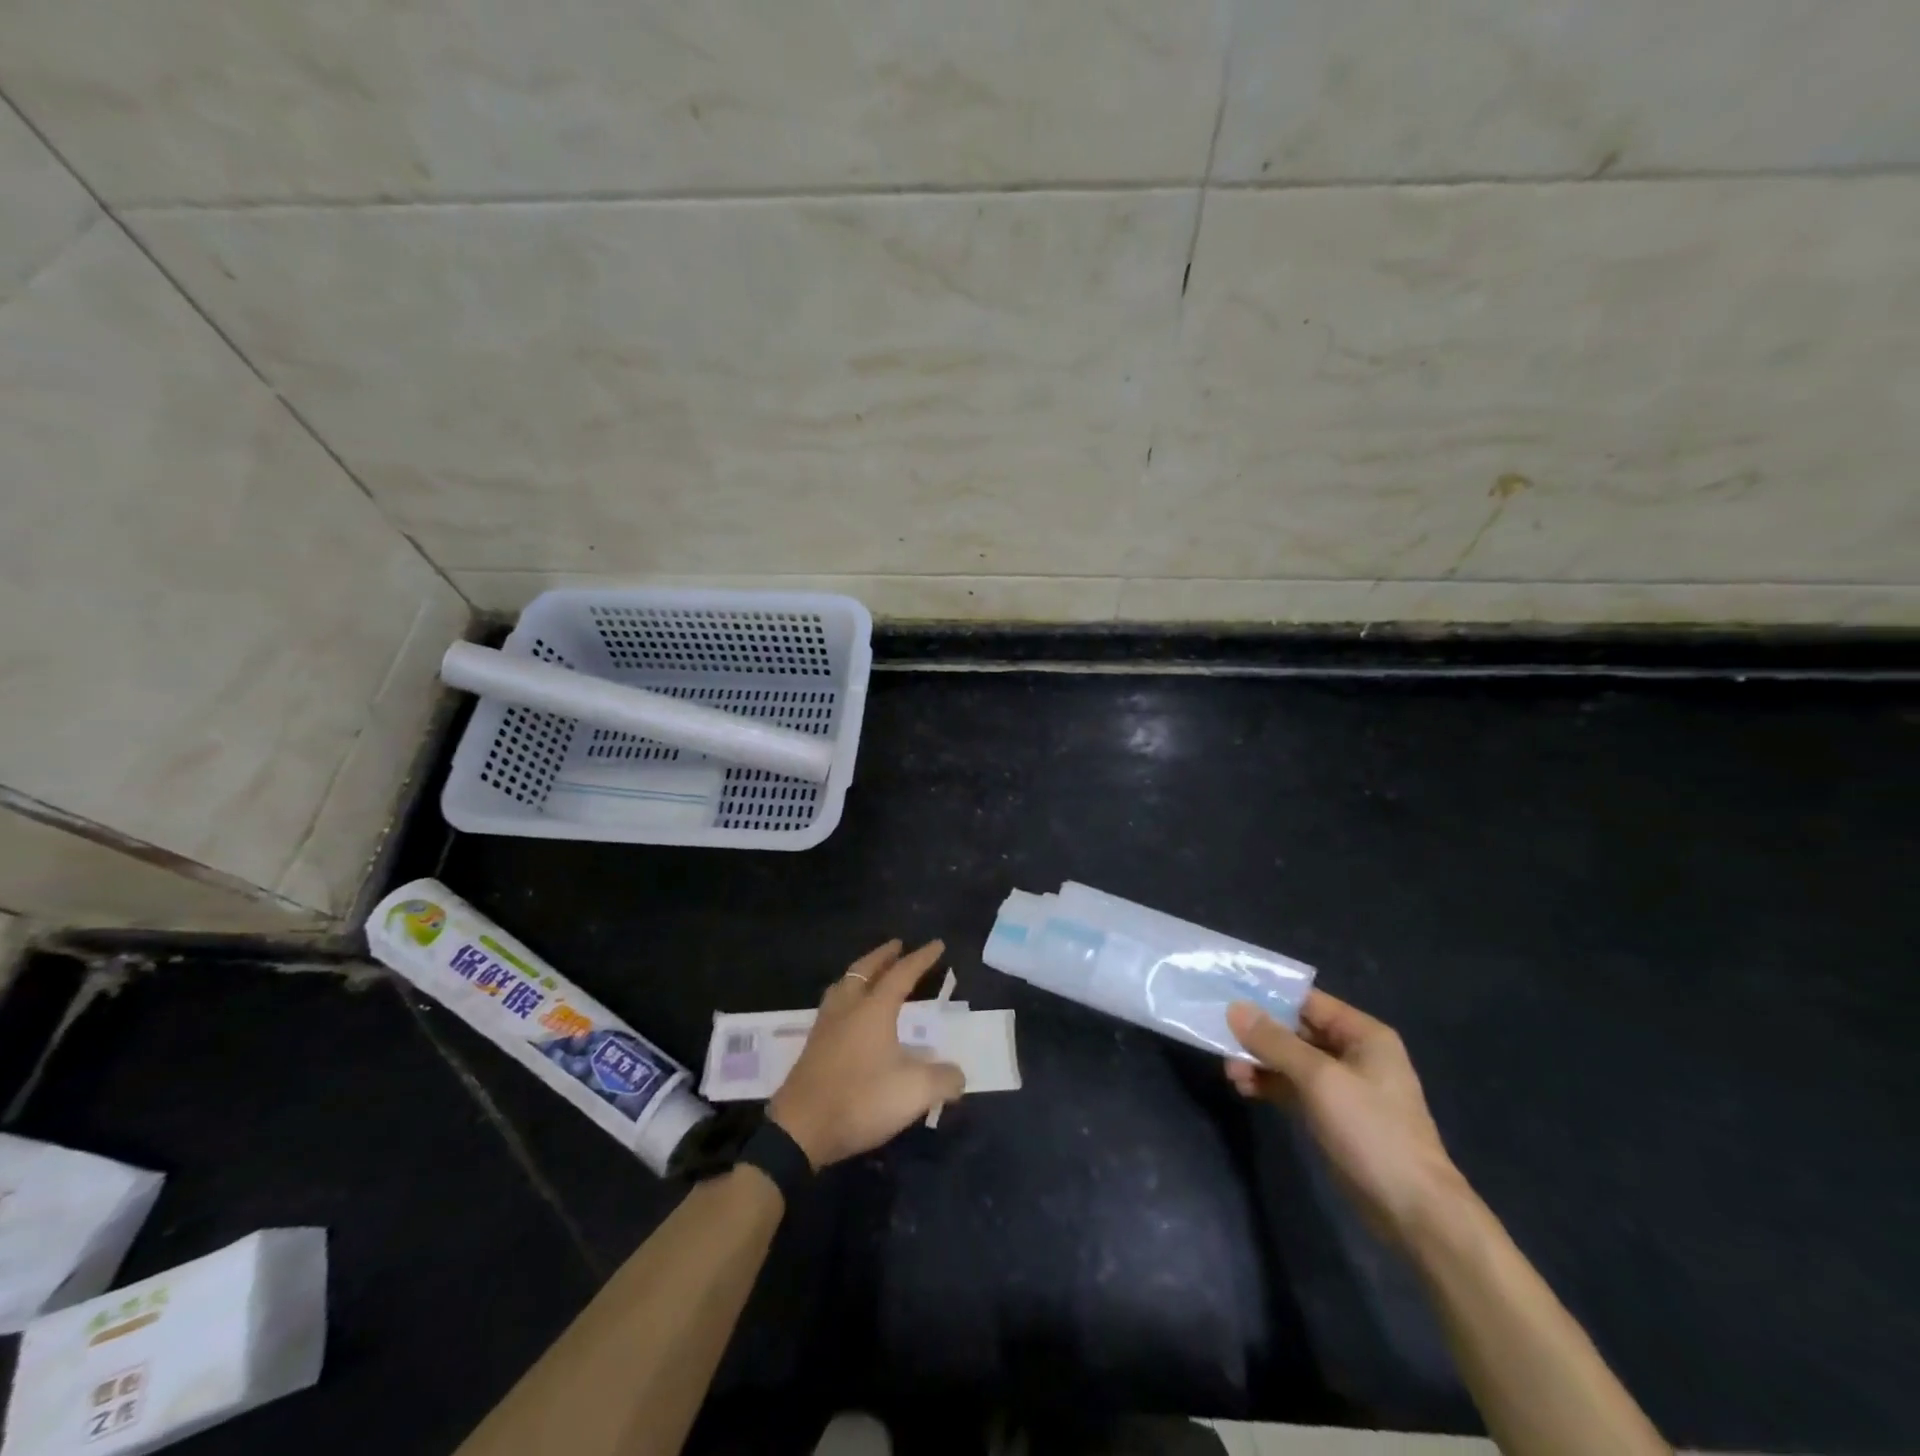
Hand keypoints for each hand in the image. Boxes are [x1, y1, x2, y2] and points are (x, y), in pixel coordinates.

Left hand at [769, 939, 965, 1167]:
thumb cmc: (861, 1100)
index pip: (902, 974)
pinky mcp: (813, 1047)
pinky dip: (847, 995)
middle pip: (865, 970)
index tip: (937, 944)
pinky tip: (851, 1013)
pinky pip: (833, 1004)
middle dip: (884, 955)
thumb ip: (943, 1080)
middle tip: (897, 945)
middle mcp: (848, 1008)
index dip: (921, 958)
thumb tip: (958, 1075)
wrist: (800, 1130)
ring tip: (871, 972)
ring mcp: (826, 1026)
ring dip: (861, 972)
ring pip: (844, 985)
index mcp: (874, 1009)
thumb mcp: (914, 1093)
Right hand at [1226, 991, 1468, 1243]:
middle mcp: (1352, 1053)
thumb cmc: (1372, 1131)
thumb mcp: (1319, 1079)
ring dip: (1259, 1062)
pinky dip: (1268, 1084)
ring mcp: (1341, 1086)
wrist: (1413, 1210)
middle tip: (1220, 1038)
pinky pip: (1291, 1087)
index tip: (1227, 994)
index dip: (1269, 996)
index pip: (1308, 1001)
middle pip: (1295, 1030)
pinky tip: (1244, 1088)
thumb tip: (1235, 1009)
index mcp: (1362, 1034)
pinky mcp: (1330, 1115)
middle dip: (1258, 1034)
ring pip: (1289, 1061)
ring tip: (1231, 1072)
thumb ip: (1275, 1042)